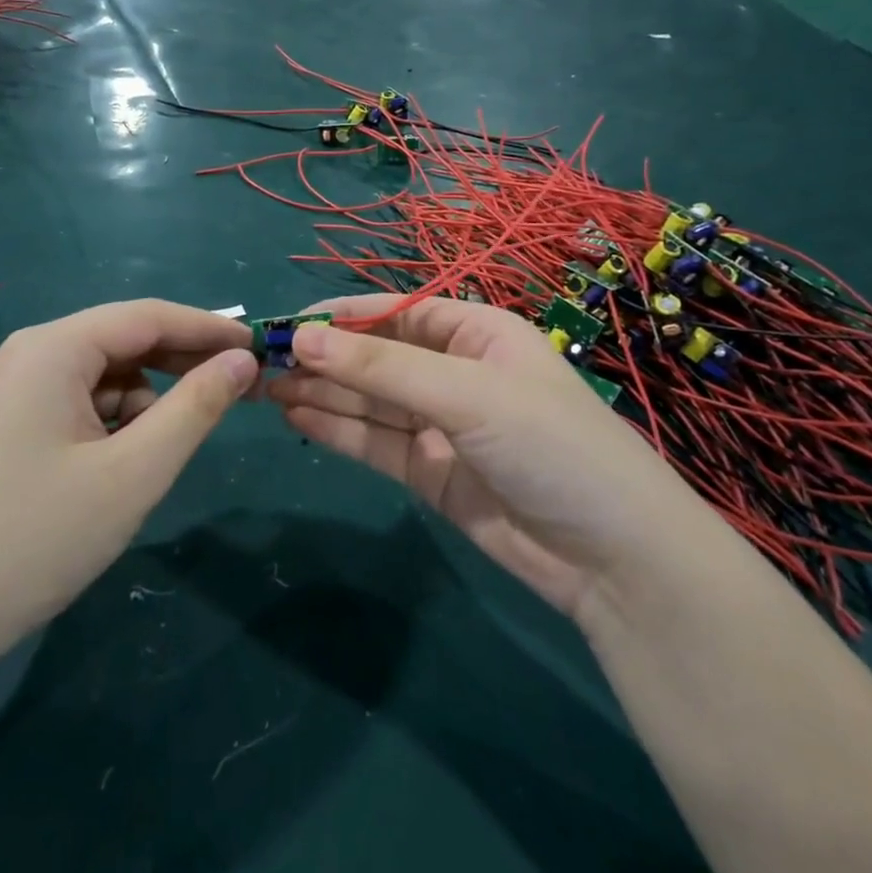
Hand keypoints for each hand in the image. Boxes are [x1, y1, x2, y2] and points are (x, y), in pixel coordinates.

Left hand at [0, 301, 257, 642]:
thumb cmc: (40, 536)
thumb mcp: (135, 471)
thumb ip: (196, 408)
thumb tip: (242, 362)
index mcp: (53, 348)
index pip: (149, 316)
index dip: (209, 329)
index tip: (261, 347)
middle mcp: (31, 354)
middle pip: (125, 340)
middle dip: (182, 365)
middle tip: (241, 391)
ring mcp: (17, 389)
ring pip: (106, 377)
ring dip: (148, 403)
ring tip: (164, 453)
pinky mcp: (14, 424)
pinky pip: (83, 404)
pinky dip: (116, 423)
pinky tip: (124, 466)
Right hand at [266, 295, 697, 618]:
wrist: (613, 558)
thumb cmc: (550, 445)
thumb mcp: (467, 395)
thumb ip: (382, 369)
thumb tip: (302, 338)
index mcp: (476, 334)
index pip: (395, 314)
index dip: (341, 318)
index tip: (286, 324)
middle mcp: (455, 373)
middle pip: (376, 359)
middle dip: (322, 359)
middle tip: (259, 362)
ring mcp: (441, 426)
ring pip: (369, 402)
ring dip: (320, 393)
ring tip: (264, 387)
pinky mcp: (430, 473)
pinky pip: (375, 443)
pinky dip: (337, 431)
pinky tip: (296, 418)